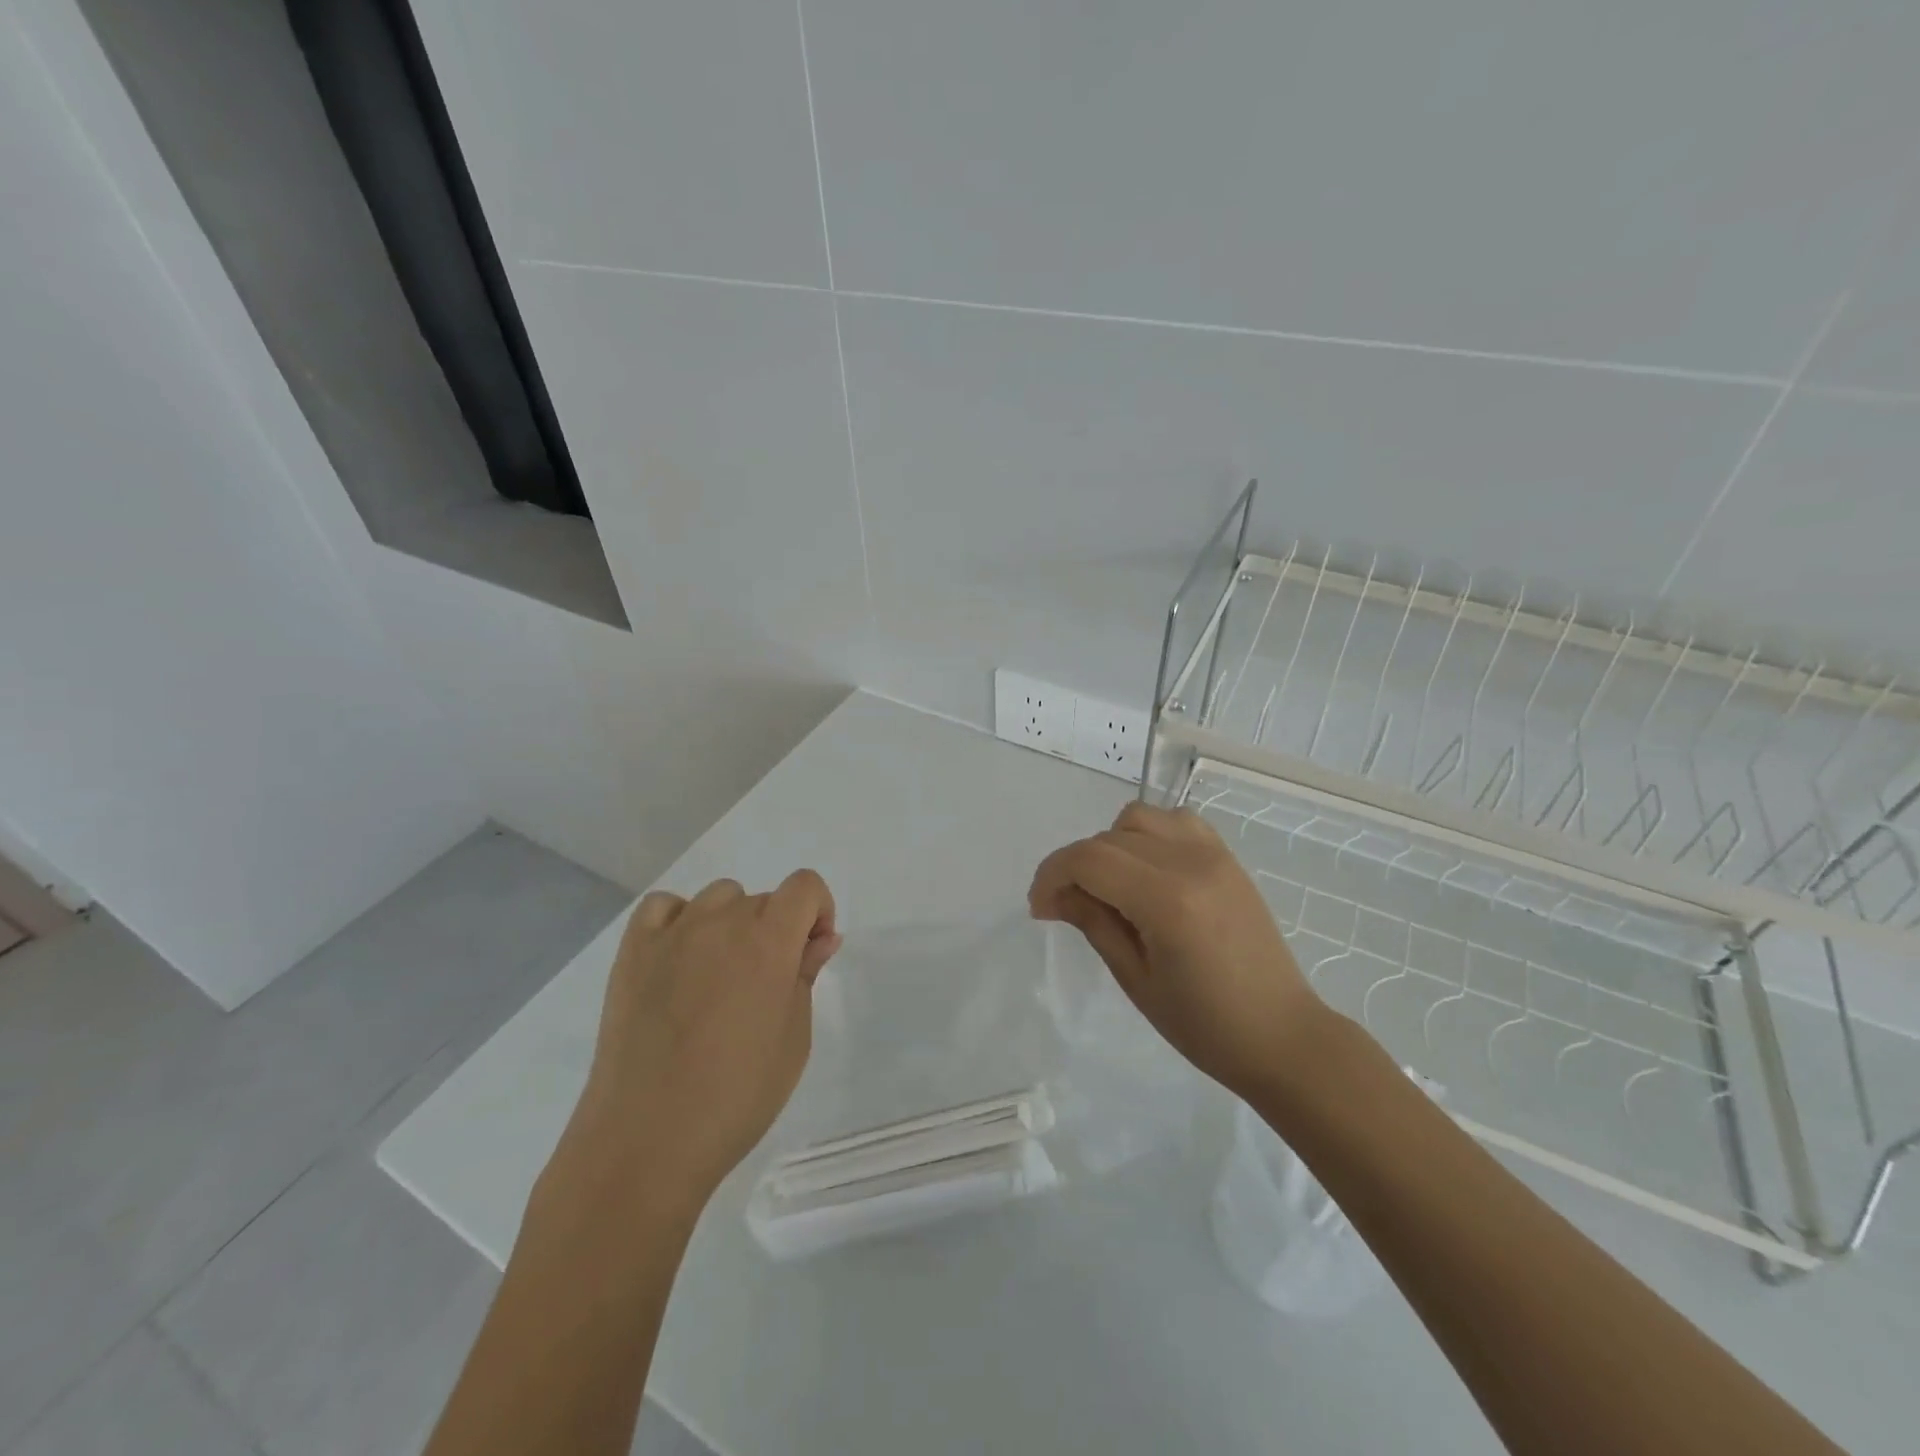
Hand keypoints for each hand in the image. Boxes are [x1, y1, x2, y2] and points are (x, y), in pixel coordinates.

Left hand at [561, 871, 840, 1212]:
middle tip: (765, 987)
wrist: (647, 1140)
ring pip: (718, 898)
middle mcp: (723, 922)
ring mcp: (673, 933)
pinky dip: (679, 920)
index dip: (818, 912)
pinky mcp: (633, 951)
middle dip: (776, 930)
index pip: (805, 885)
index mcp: (770, 941)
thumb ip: (806, 976)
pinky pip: (662, 907)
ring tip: (720, 976)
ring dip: (731, 923)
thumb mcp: (794, 1039)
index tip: (810, 953)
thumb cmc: (737, 1096)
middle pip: (763, 898)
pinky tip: (679, 959)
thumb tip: (821, 938)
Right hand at [1029, 802, 1319, 1101]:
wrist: (1281, 1035)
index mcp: (1166, 899)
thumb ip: (1093, 922)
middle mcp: (1190, 862)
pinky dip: (1149, 835)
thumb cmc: (1204, 1024)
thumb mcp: (1135, 978)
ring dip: (1111, 844)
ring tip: (1110, 886)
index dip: (1052, 875)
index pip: (1089, 859)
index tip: (1040, 908)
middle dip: (1076, 865)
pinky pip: (1176, 822)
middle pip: (1108, 837)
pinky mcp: (1228, 857)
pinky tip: (1146, 871)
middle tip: (1067, 907)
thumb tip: (1056, 894)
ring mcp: (1214, 854)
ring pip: (1140, 818)